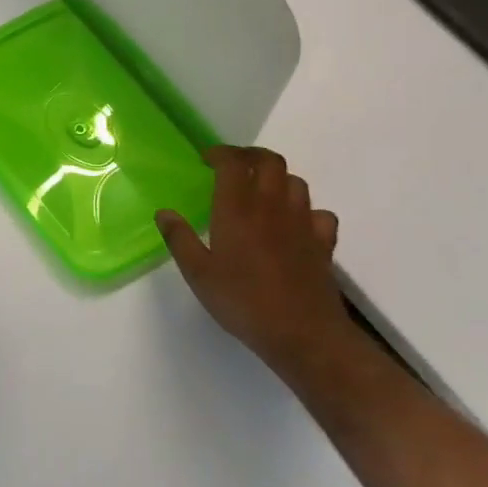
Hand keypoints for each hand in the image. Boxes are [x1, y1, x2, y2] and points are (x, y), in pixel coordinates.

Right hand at [156, 147, 344, 371]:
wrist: (302, 333)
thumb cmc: (243, 301)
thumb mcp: (198, 274)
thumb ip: (179, 239)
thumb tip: (164, 213)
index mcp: (238, 208)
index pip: (233, 163)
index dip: (220, 154)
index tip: (206, 159)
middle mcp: (272, 206)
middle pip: (270, 161)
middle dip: (251, 156)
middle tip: (234, 166)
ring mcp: (303, 222)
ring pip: (296, 182)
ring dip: (278, 179)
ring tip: (262, 191)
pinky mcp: (323, 242)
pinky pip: (320, 213)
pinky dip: (307, 210)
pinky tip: (296, 224)